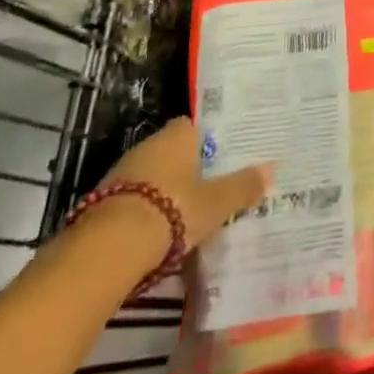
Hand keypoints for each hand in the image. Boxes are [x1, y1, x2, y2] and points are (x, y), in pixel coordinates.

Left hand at [98, 117, 273, 251]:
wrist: (109, 246)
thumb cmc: (172, 211)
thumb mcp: (216, 203)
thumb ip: (243, 186)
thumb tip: (272, 168)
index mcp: (178, 136)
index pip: (194, 127)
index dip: (206, 143)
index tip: (219, 162)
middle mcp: (148, 145)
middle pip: (172, 152)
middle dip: (185, 171)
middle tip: (206, 192)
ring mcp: (122, 171)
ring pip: (150, 177)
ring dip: (162, 193)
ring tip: (182, 218)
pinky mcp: (101, 201)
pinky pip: (131, 200)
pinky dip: (142, 213)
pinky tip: (153, 236)